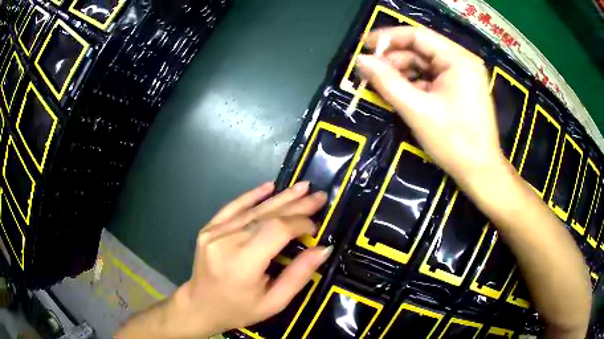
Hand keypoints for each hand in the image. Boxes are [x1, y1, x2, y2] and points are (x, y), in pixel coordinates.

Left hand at [163, 182, 329, 337]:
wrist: (199, 306)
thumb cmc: (239, 310)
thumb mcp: (274, 302)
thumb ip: (299, 275)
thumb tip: (323, 249)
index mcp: (242, 264)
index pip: (277, 230)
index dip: (300, 223)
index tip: (316, 226)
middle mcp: (225, 242)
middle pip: (266, 216)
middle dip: (296, 205)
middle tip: (318, 196)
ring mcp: (214, 232)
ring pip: (253, 210)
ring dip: (280, 198)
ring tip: (302, 187)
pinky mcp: (208, 228)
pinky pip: (232, 207)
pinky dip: (252, 196)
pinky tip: (269, 186)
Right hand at [356, 27, 504, 185]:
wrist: (480, 172)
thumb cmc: (454, 142)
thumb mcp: (417, 110)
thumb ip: (387, 82)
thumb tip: (360, 60)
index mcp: (458, 60)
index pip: (418, 36)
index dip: (389, 38)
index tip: (364, 46)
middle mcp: (462, 62)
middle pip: (421, 49)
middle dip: (394, 59)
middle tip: (370, 72)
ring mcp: (462, 76)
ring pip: (425, 64)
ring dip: (402, 72)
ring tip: (381, 85)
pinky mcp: (460, 90)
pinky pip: (432, 78)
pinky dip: (414, 84)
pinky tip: (400, 94)